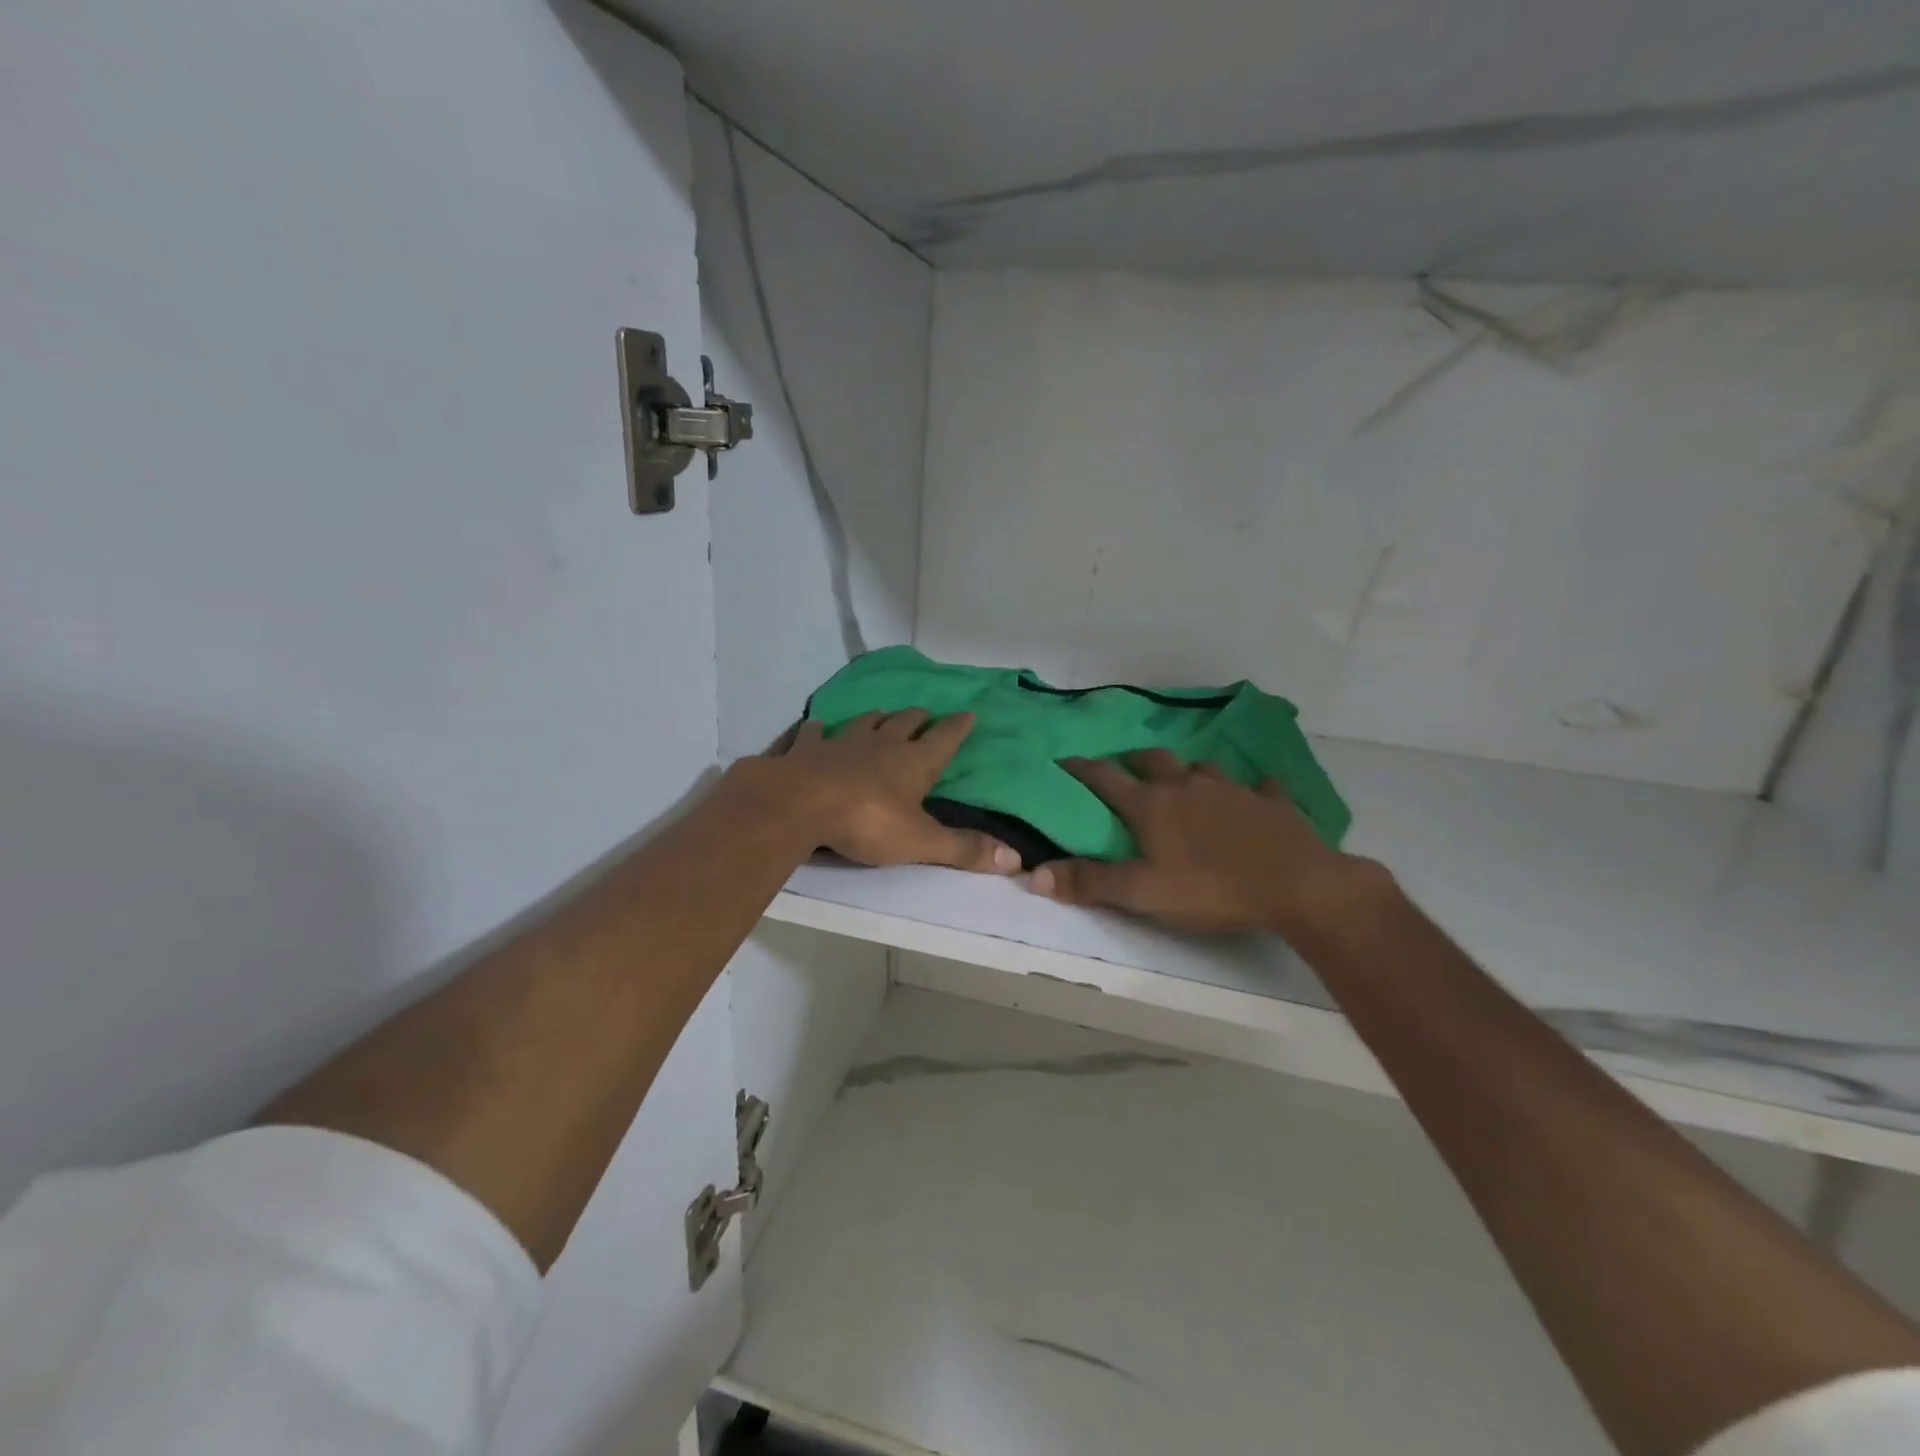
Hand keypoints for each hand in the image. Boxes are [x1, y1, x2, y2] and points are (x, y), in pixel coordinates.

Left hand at [764, 709, 1019, 874]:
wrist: (801, 804)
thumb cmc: (868, 822)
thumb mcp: (921, 842)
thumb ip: (964, 849)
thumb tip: (1016, 859)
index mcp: (913, 763)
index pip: (944, 739)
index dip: (958, 727)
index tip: (969, 713)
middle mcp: (881, 745)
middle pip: (904, 723)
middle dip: (917, 718)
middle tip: (924, 713)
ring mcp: (841, 743)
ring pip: (864, 722)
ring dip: (875, 718)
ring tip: (880, 714)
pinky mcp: (806, 749)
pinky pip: (813, 733)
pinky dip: (817, 730)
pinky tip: (815, 727)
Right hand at [1028, 749, 1376, 934]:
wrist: (1296, 885)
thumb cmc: (1210, 888)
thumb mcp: (1142, 893)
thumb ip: (1089, 882)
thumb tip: (1035, 874)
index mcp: (1151, 804)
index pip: (1104, 778)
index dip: (1080, 768)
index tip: (1063, 761)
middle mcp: (1186, 786)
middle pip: (1152, 760)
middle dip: (1132, 760)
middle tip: (1125, 768)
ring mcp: (1232, 789)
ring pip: (1200, 767)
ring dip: (1186, 770)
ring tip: (1182, 781)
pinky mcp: (1271, 801)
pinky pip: (1259, 785)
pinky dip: (1250, 787)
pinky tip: (1254, 792)